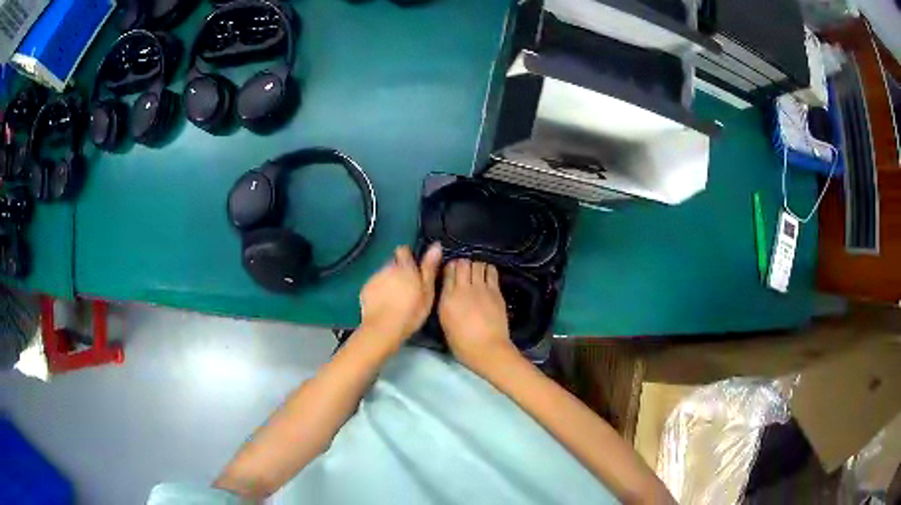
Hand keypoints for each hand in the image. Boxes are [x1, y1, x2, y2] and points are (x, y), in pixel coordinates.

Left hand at [359, 244, 441, 346]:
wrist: (383, 328)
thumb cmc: (410, 311)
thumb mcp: (427, 291)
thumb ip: (429, 268)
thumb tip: (436, 246)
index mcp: (404, 267)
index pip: (403, 250)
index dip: (408, 257)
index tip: (414, 269)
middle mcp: (387, 268)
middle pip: (393, 263)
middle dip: (399, 271)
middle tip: (407, 288)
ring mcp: (374, 278)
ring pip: (383, 274)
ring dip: (389, 281)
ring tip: (395, 298)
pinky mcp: (365, 289)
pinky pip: (374, 285)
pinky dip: (379, 291)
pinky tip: (384, 304)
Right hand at [438, 259, 514, 372]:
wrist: (487, 349)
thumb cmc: (462, 344)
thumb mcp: (445, 323)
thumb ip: (446, 303)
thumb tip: (449, 292)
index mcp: (447, 298)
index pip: (447, 271)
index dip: (449, 268)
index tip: (451, 273)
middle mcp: (463, 289)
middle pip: (462, 263)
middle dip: (462, 264)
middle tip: (464, 272)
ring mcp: (481, 288)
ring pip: (477, 263)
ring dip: (475, 265)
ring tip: (476, 273)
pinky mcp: (495, 291)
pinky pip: (491, 271)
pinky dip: (487, 269)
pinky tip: (487, 276)